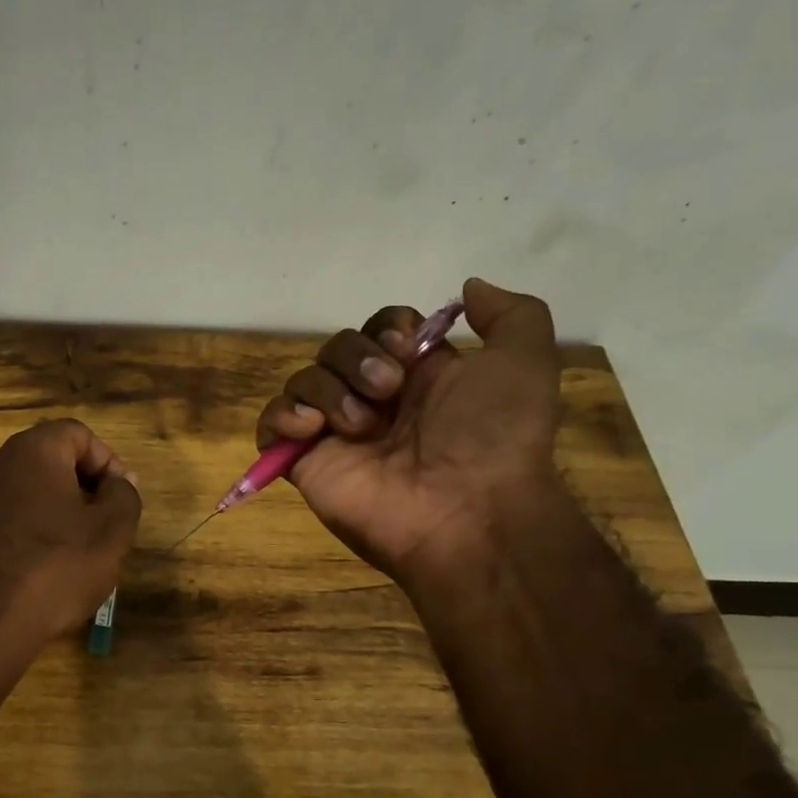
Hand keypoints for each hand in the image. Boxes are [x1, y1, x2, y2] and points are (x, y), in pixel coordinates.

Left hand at [0, 419, 141, 643]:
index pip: (77, 433)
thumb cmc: (56, 567)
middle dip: (82, 489)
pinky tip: (41, 570)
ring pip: (26, 492)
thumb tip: (121, 481)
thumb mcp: (111, 532)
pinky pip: (4, 519)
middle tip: (103, 527)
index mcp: (32, 450)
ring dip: (56, 513)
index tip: (120, 499)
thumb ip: (124, 496)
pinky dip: (28, 533)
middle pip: (49, 461)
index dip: (107, 461)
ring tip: (75, 553)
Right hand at [255, 278, 562, 581]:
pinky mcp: (304, 462)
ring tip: (361, 426)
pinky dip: (283, 416)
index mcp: (417, 376)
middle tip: (388, 391)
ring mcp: (335, 433)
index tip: (407, 349)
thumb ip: (510, 314)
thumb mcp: (526, 360)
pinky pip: (271, 423)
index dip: (386, 328)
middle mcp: (372, 400)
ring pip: (304, 379)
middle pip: (336, 348)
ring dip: (329, 390)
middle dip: (357, 358)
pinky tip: (311, 428)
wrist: (465, 509)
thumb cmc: (493, 435)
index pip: (379, 329)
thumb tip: (467, 288)